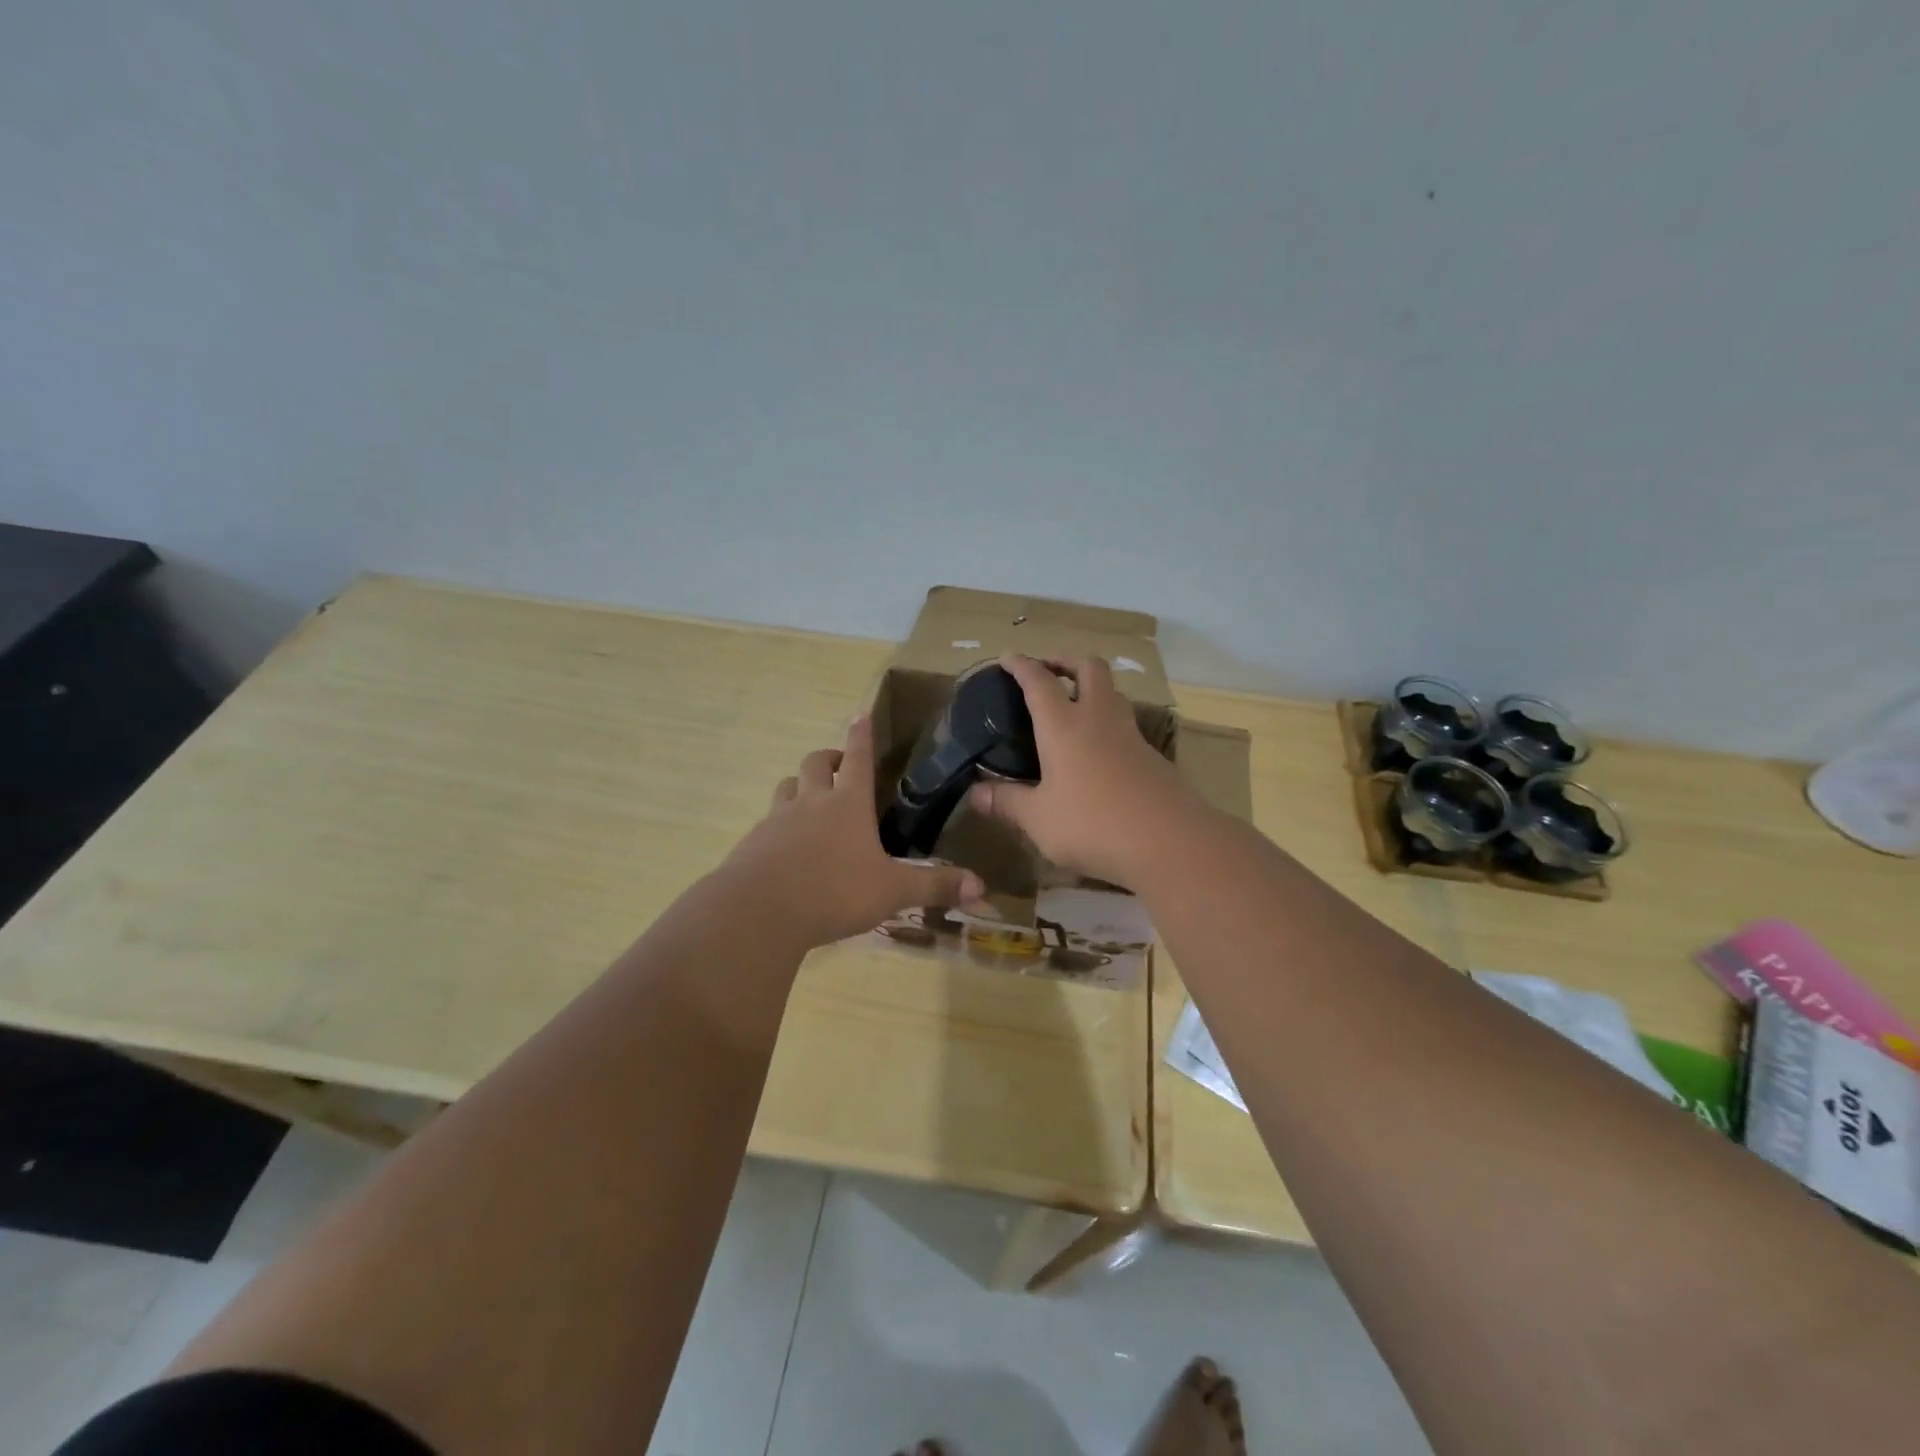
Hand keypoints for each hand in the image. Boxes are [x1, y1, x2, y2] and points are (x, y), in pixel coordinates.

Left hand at [723, 715, 986, 948]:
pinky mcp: (752, 844)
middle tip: (837, 765)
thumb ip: (934, 886)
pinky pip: (766, 823)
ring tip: (809, 801)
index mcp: (848, 804)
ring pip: (786, 787)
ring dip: (799, 787)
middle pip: (815, 763)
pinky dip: (778, 826)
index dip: (861, 735)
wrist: (758, 912)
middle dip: (828, 758)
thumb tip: (982, 887)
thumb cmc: (833, 892)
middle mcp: (811, 802)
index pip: (858, 757)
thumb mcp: (892, 892)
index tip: (860, 714)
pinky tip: (785, 849)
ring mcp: (776, 821)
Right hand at [966, 654, 1203, 886]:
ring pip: (1113, 694)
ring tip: (1074, 708)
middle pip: (1089, 668)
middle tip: (1049, 672)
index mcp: (1063, 725)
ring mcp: (1131, 736)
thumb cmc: (1092, 823)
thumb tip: (974, 793)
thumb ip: (1006, 802)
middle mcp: (1098, 719)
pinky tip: (1099, 752)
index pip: (1039, 680)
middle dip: (1066, 661)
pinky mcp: (1153, 757)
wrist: (1169, 842)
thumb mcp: (1039, 819)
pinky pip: (1126, 726)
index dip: (1021, 665)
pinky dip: (1108, 724)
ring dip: (1092, 689)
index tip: (1007, 658)